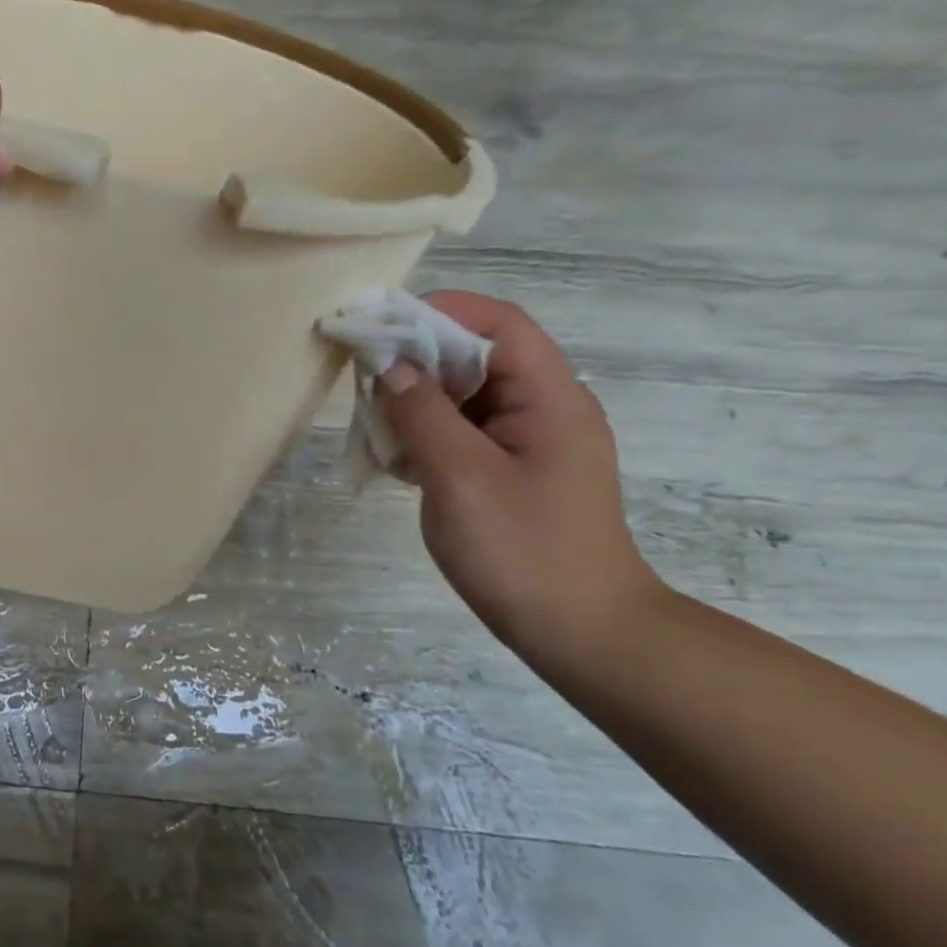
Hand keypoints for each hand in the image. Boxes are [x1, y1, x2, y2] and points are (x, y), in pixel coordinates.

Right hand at [377, 292, 664, 660]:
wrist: (583, 635)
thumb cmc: (524, 550)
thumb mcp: (461, 476)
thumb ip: (422, 413)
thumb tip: (388, 365)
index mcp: (549, 397)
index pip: (497, 323)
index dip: (437, 311)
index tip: (378, 326)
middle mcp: (543, 407)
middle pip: (475, 354)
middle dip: (416, 357)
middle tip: (362, 376)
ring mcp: (527, 440)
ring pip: (462, 394)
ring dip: (414, 399)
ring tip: (372, 421)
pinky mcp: (510, 468)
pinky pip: (461, 429)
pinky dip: (424, 431)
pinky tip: (394, 458)